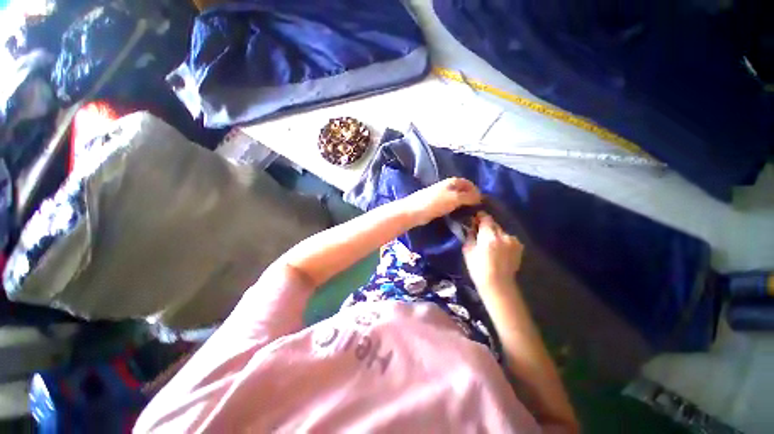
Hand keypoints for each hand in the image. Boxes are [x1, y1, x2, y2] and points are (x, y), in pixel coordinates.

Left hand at [404, 178, 481, 225]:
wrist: (414, 211)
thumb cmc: (435, 203)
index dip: (477, 192)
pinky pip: (451, 205)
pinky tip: (460, 216)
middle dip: (471, 199)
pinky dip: (457, 209)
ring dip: (464, 205)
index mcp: (453, 181)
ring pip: (458, 199)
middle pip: (464, 191)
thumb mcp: (455, 198)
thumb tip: (481, 197)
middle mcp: (448, 186)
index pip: (470, 184)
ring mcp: (442, 195)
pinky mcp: (437, 204)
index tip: (483, 204)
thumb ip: (469, 197)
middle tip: (478, 211)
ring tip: (471, 215)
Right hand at [463, 212, 523, 287]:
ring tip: (490, 244)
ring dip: (495, 234)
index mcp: (489, 236)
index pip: (486, 217)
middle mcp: (503, 235)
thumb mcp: (468, 251)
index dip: (479, 217)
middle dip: (486, 226)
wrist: (498, 284)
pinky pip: (508, 238)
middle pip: (494, 223)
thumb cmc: (478, 269)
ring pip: (501, 231)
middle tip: (480, 234)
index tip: (474, 220)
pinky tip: (499, 249)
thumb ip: (470, 235)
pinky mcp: (519, 247)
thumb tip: (471, 226)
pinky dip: (503, 240)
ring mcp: (513, 241)